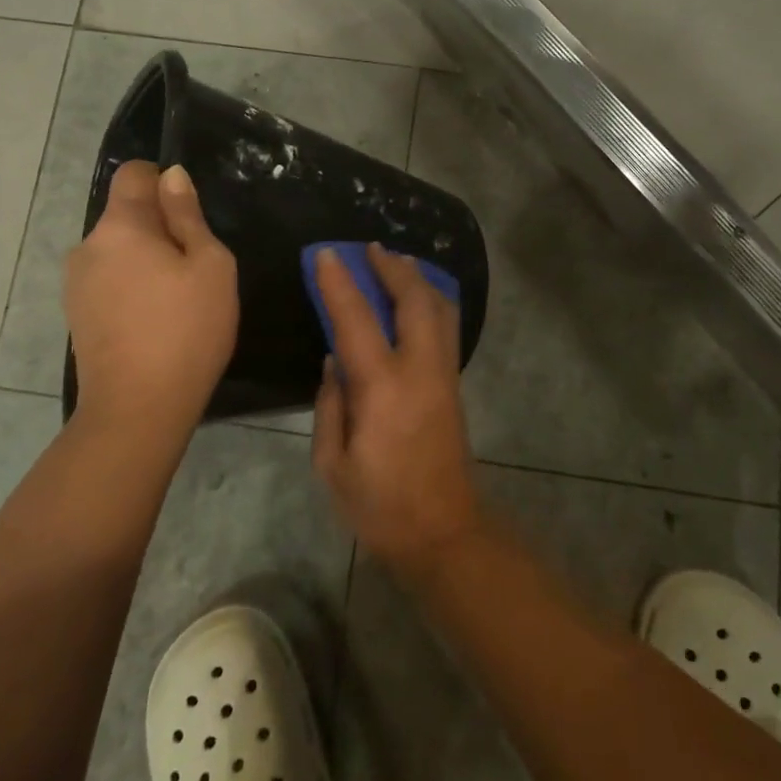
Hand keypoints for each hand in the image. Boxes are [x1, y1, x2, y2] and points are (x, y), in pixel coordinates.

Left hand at [63, 161, 237, 432]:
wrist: (138, 409)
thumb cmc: (186, 329)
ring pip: (119, 252)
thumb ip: (188, 216)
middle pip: (126, 216)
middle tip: (195, 267)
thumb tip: (171, 177)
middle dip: (159, 229)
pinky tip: (155, 321)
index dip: (163, 182)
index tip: (190, 214)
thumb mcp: (209, 266)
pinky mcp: (77, 316)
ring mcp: (76, 284)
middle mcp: (88, 246)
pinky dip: (132, 287)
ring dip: (146, 260)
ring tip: (177, 299)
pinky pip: (109, 281)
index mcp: (120, 226)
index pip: (133, 174)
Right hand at [311, 244, 482, 578]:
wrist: (443, 533)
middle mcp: (420, 370)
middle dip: (393, 267)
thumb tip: (335, 361)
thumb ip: (331, 405)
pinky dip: (431, 301)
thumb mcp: (333, 464)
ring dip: (419, 279)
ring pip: (440, 309)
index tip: (326, 253)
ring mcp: (444, 375)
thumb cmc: (379, 505)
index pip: (357, 319)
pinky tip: (419, 298)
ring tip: (399, 262)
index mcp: (383, 388)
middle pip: (414, 300)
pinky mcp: (454, 385)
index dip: (339, 282)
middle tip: (372, 247)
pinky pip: (446, 327)